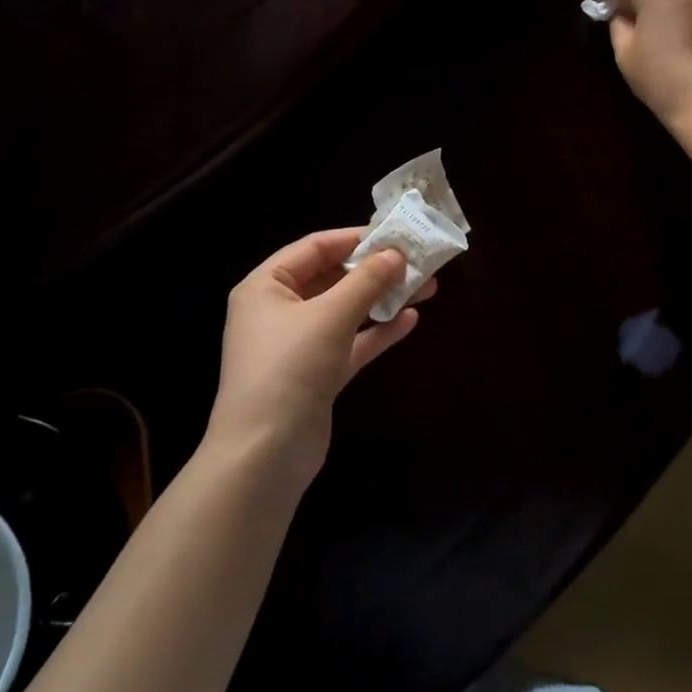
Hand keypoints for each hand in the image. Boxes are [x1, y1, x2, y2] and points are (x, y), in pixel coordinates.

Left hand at [205, 229, 437, 487]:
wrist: (264, 456)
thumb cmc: (289, 368)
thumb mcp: (330, 316)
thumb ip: (366, 281)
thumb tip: (397, 254)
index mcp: (266, 286)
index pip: (315, 247)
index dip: (355, 238)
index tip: (396, 235)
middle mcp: (279, 310)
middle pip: (333, 278)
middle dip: (376, 270)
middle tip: (419, 262)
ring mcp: (298, 345)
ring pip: (346, 311)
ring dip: (382, 298)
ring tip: (427, 287)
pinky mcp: (316, 375)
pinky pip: (351, 342)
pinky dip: (377, 331)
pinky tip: (410, 320)